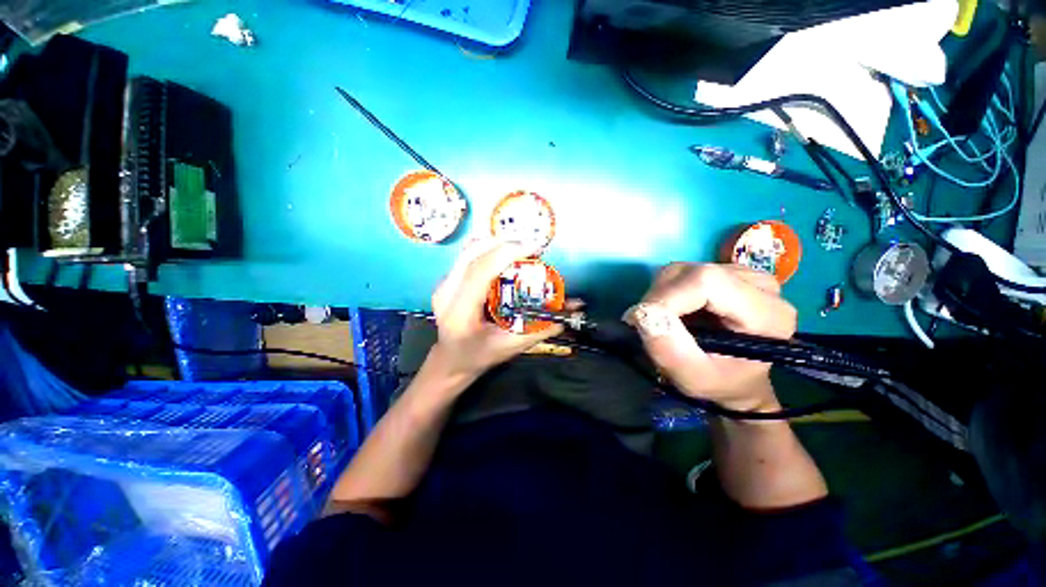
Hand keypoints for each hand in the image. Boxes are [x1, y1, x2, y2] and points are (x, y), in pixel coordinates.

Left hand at [427, 240, 564, 381]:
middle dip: (505, 243)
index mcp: (460, 311)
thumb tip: (572, 312)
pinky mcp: (447, 279)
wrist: (450, 359)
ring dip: (497, 244)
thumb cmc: (479, 357)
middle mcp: (446, 292)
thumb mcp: (511, 347)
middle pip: (473, 251)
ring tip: (521, 251)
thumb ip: (542, 329)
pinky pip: (468, 254)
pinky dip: (490, 250)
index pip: (481, 270)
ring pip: (469, 248)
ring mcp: (443, 283)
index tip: (535, 248)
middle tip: (531, 249)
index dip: (508, 253)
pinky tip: (506, 259)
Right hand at [625, 263, 796, 411]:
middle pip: (692, 272)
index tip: (644, 321)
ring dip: (660, 294)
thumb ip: (670, 351)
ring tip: (665, 321)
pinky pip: (683, 271)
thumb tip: (641, 314)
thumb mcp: (693, 378)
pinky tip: (676, 310)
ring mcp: (744, 273)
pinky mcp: (726, 270)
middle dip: (658, 298)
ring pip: (683, 269)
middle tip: (650, 326)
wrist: (736, 379)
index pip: (706, 281)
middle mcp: (761, 284)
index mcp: (767, 313)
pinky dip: (667, 290)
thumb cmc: (719, 383)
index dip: (666, 297)